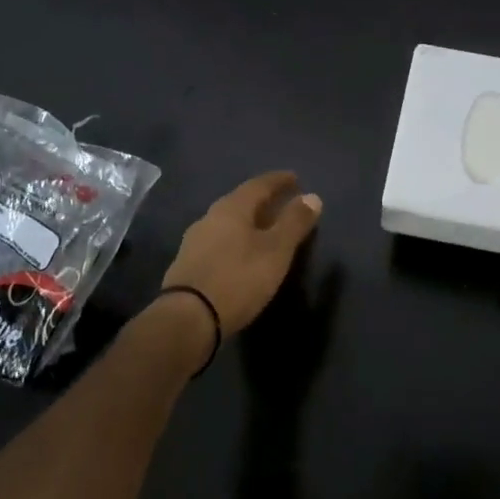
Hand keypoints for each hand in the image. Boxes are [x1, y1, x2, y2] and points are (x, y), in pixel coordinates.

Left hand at [161, 171, 322, 336]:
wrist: (187, 319)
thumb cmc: (238, 278)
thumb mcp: (276, 250)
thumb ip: (294, 222)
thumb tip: (312, 197)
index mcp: (232, 208)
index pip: (259, 184)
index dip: (279, 181)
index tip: (295, 178)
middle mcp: (210, 218)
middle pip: (241, 202)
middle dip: (264, 201)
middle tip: (282, 203)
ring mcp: (194, 242)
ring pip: (228, 223)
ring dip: (249, 222)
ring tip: (265, 230)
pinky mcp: (188, 265)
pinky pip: (219, 242)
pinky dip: (236, 241)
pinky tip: (243, 254)